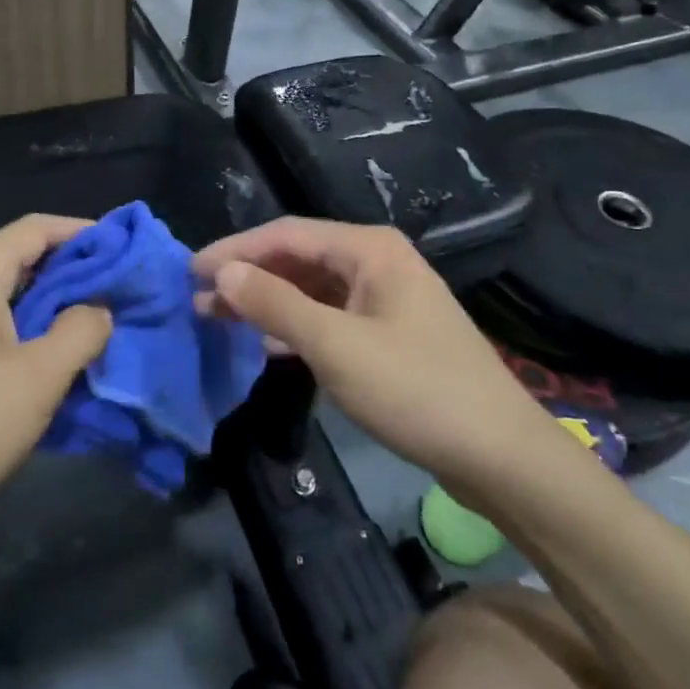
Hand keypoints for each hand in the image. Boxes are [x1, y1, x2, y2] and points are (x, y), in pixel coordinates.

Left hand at [0, 215, 112, 535]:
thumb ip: (81, 330)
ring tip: (78, 332)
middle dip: (66, 274)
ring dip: (39, 306)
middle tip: (110, 297)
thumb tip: (97, 309)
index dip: (84, 234)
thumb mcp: (40, 377)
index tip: (122, 252)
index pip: (37, 228)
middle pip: (14, 257)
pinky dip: (9, 329)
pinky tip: (29, 365)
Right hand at [194, 218, 556, 505]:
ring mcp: (386, 298)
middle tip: (197, 299)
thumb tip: (222, 272)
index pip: (285, 234)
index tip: (189, 271)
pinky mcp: (390, 333)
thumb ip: (275, 304)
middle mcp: (377, 261)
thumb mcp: (336, 346)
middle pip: (299, 258)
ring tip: (219, 318)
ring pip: (313, 289)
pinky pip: (330, 316)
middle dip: (248, 276)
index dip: (234, 250)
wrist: (500, 455)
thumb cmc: (416, 390)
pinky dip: (296, 325)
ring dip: (268, 302)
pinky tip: (267, 344)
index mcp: (369, 249)